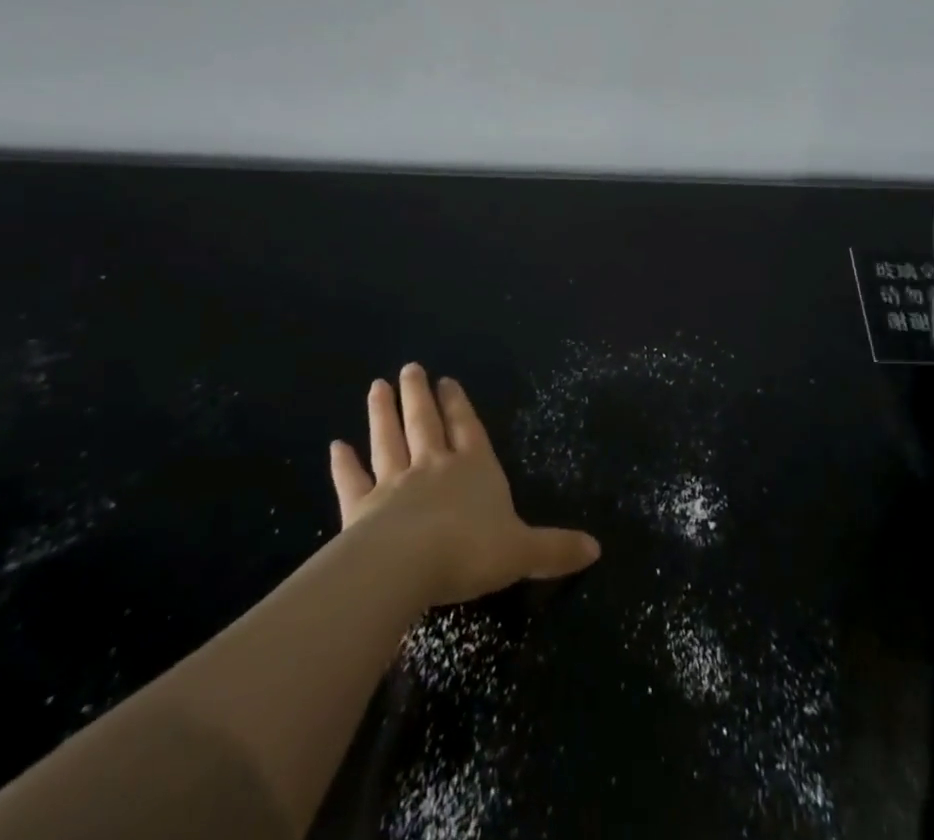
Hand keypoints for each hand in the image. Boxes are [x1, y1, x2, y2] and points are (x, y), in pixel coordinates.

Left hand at [329, 363, 600, 608]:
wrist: (407, 566)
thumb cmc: (471, 551)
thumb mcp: (523, 552)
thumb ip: (555, 549)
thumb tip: (597, 548)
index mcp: (474, 468)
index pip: (468, 428)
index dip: (459, 405)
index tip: (446, 379)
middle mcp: (434, 467)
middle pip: (425, 423)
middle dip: (419, 395)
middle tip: (409, 368)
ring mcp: (394, 484)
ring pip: (388, 440)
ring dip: (382, 414)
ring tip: (377, 386)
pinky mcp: (361, 508)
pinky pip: (352, 481)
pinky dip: (344, 464)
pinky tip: (336, 446)